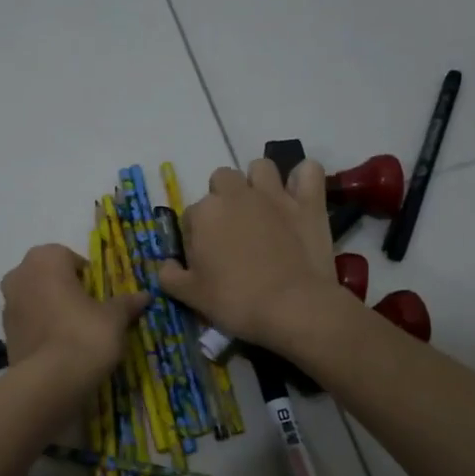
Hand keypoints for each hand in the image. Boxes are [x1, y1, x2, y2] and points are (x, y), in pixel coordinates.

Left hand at [1, 245, 147, 385]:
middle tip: (89, 312)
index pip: (69, 257)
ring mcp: (8, 305)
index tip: (100, 296)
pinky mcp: (5, 334)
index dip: (87, 276)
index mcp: (45, 259)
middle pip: (48, 277)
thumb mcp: (114, 318)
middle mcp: (19, 275)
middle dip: (66, 290)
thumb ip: (126, 303)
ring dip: (52, 309)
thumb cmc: (85, 335)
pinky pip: (29, 323)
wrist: (49, 382)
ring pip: (36, 299)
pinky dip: (42, 329)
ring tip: (76, 333)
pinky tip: (60, 348)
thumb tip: (144, 296)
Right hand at [158, 159, 351, 349]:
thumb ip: (170, 276)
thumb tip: (166, 265)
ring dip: (259, 182)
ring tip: (263, 209)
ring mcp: (274, 194)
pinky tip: (299, 196)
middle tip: (233, 231)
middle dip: (224, 199)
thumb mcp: (190, 296)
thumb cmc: (235, 302)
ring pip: (261, 168)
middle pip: (222, 180)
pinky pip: (308, 171)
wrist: (291, 308)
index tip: (207, 260)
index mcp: (204, 213)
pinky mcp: (308, 202)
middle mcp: (236, 194)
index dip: (197, 237)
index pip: (191, 216)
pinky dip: (303, 179)